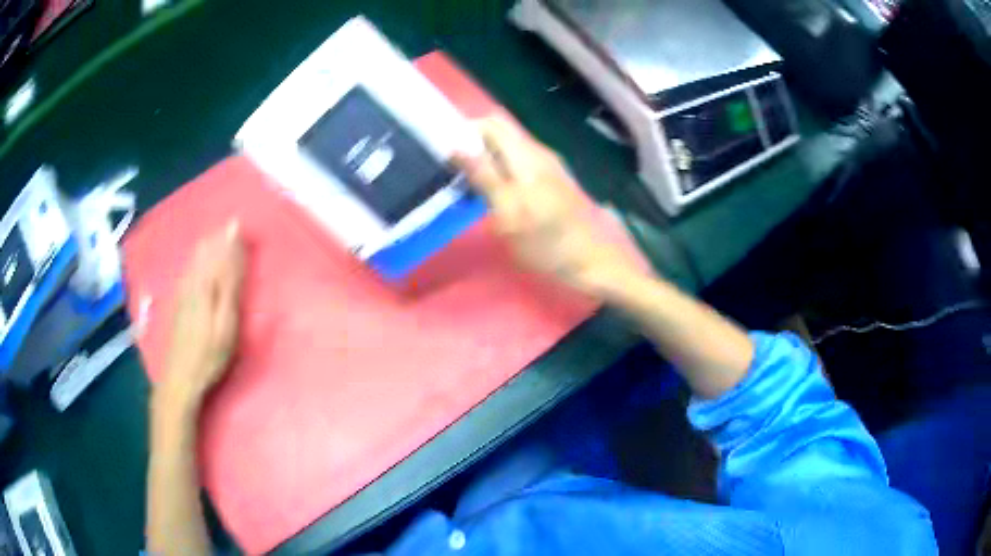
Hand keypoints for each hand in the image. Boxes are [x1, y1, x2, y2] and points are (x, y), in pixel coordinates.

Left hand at [157, 221, 245, 416]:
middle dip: (219, 237)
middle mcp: (190, 282)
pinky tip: (198, 257)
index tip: (240, 223)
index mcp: (205, 285)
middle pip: (205, 251)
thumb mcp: (227, 324)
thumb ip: (231, 286)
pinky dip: (197, 257)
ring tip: (218, 234)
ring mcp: (181, 292)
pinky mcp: (177, 301)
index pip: (219, 253)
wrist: (180, 377)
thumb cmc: (209, 355)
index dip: (230, 238)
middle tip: (232, 226)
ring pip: (194, 258)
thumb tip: (236, 252)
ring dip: (208, 244)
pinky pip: (188, 268)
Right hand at [454, 117, 649, 298]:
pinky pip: (519, 162)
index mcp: (526, 155)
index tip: (444, 155)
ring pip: (508, 147)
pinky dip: (501, 169)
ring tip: (468, 184)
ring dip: (486, 158)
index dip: (463, 132)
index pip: (488, 124)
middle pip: (498, 132)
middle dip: (473, 145)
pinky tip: (494, 194)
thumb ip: (484, 176)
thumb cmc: (549, 243)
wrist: (596, 260)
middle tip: (454, 172)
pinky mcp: (552, 180)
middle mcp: (538, 152)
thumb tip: (456, 146)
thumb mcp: (510, 213)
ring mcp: (548, 165)